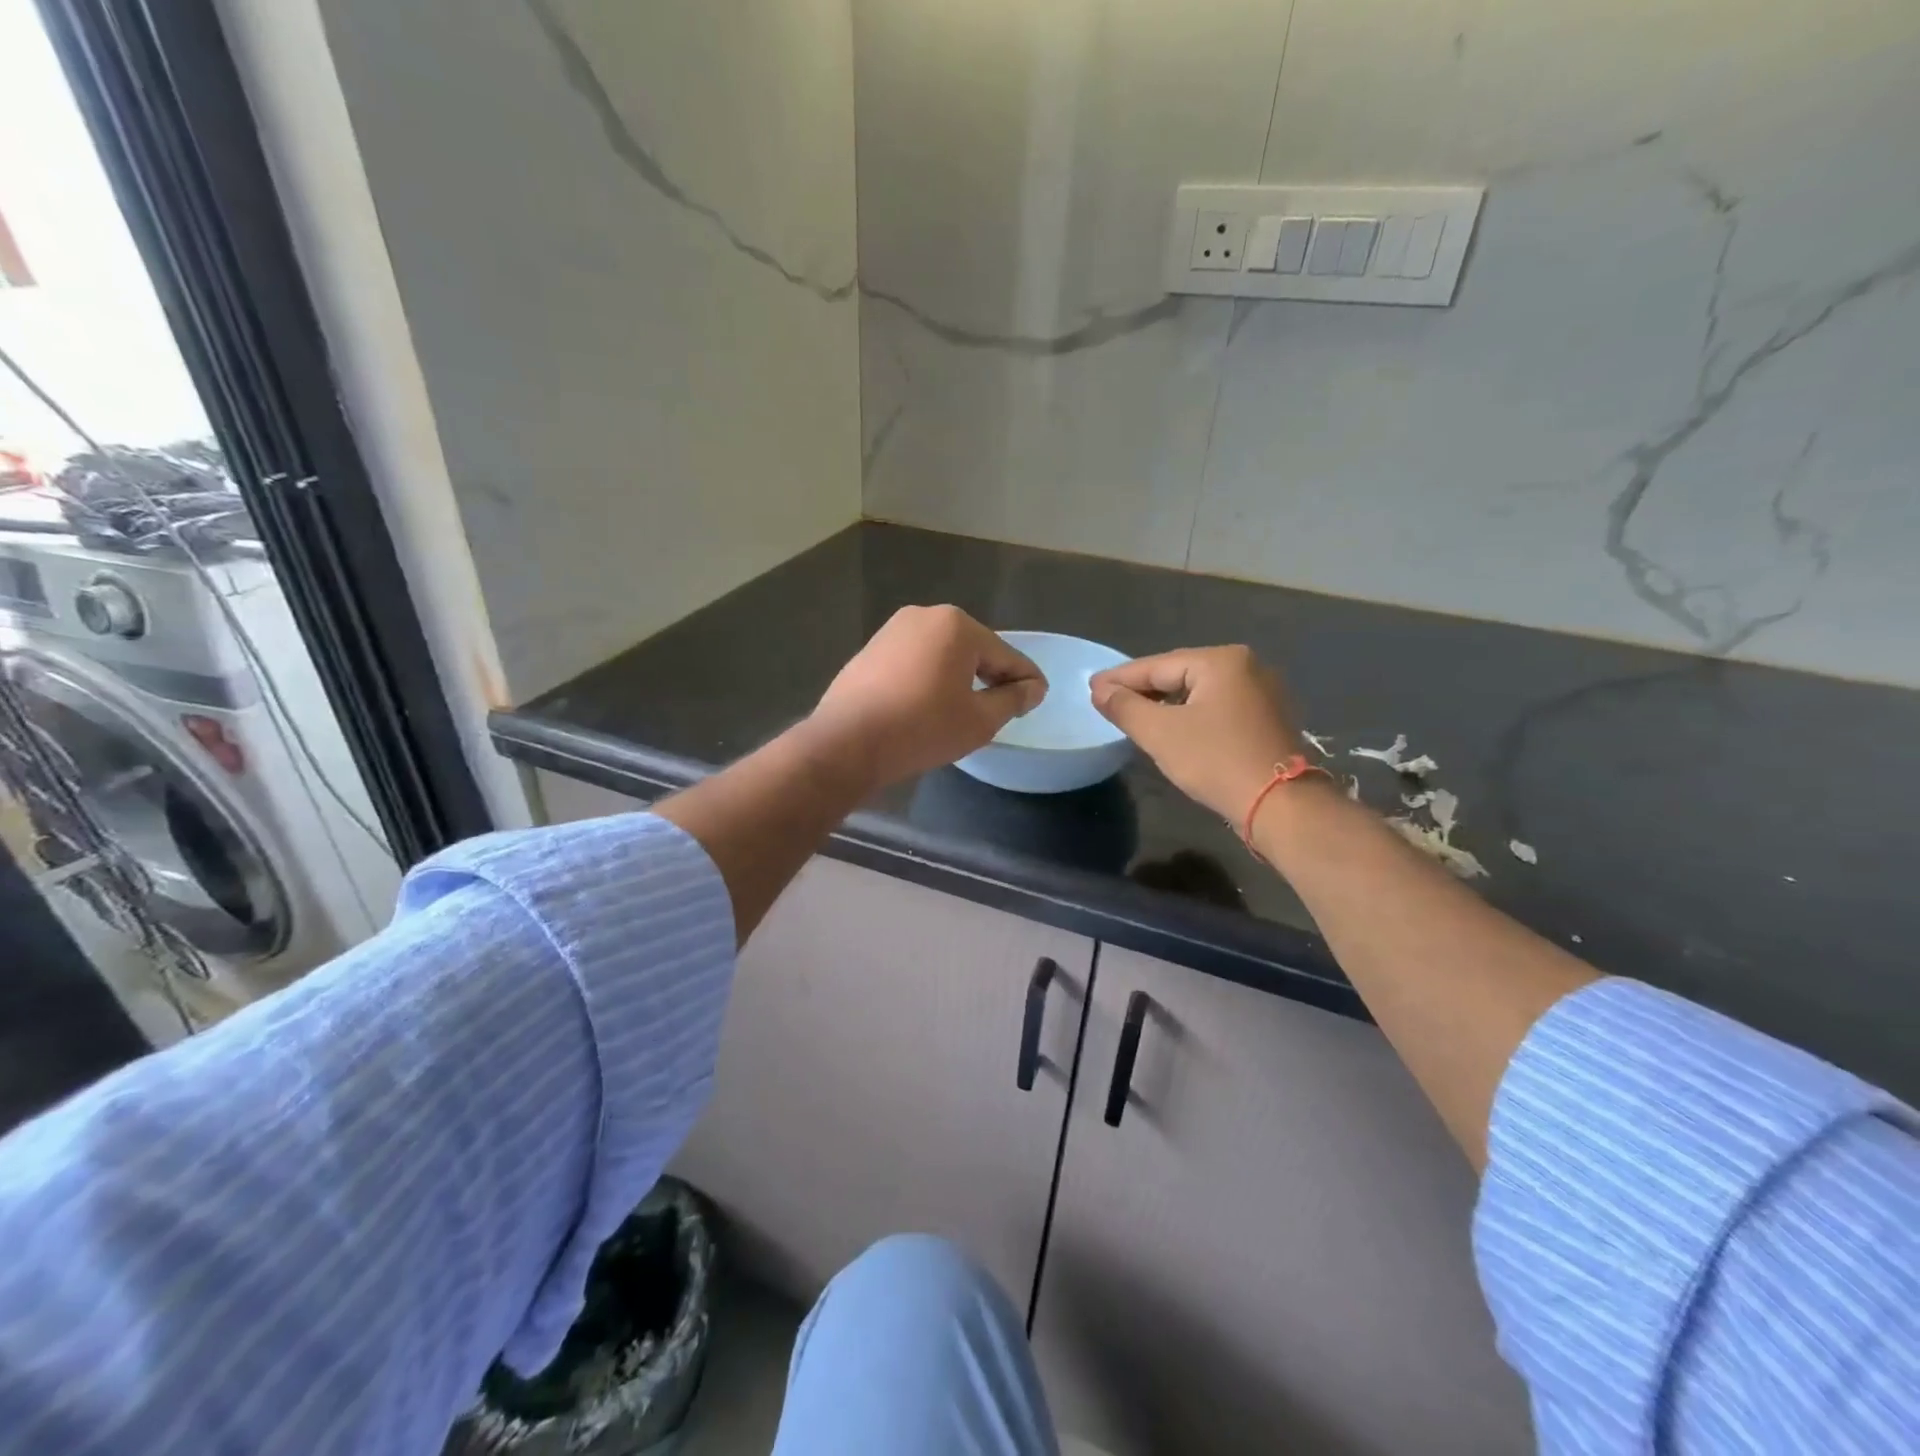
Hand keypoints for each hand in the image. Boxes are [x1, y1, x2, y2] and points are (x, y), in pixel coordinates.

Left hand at [804, 606, 1046, 789]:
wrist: (847, 741)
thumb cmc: (923, 727)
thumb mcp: (979, 720)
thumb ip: (1012, 700)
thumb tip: (1033, 688)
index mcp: (958, 626)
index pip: (1005, 655)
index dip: (1025, 679)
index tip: (1038, 697)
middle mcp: (925, 615)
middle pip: (973, 649)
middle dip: (991, 675)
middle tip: (1004, 706)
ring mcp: (893, 630)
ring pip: (942, 654)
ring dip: (959, 676)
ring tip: (967, 708)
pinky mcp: (871, 649)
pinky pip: (915, 661)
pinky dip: (930, 678)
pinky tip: (929, 704)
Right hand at [1091, 646, 1303, 821]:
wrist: (1280, 805)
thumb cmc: (1216, 761)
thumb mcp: (1161, 733)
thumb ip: (1126, 707)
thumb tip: (1100, 690)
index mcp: (1221, 661)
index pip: (1158, 665)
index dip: (1120, 678)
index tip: (1091, 686)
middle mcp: (1247, 666)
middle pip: (1180, 673)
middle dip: (1143, 688)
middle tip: (1108, 699)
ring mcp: (1262, 691)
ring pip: (1199, 691)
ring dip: (1166, 702)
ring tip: (1134, 713)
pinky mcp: (1267, 717)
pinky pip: (1218, 706)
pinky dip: (1191, 713)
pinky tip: (1172, 726)